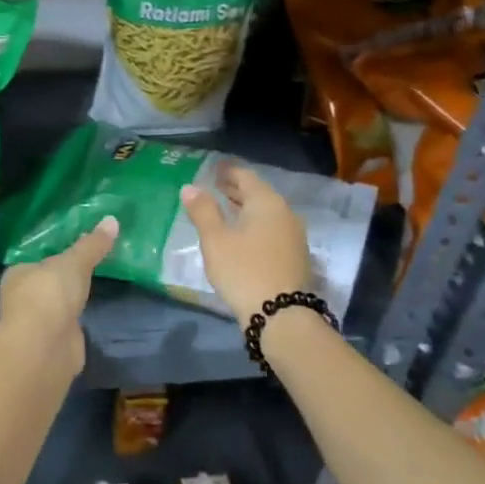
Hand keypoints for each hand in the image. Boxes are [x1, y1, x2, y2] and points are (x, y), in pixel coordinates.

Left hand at [0, 217, 117, 371]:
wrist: (44, 346)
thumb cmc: (50, 294)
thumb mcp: (74, 263)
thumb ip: (92, 245)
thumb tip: (112, 219)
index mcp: (18, 274)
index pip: (37, 262)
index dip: (54, 258)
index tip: (75, 253)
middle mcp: (22, 299)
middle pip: (46, 285)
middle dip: (62, 282)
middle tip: (88, 270)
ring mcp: (35, 324)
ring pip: (55, 308)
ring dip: (68, 303)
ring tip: (91, 291)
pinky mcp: (50, 345)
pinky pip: (65, 327)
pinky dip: (74, 323)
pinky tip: (87, 317)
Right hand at [180, 163, 312, 325]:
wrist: (281, 315)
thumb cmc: (243, 270)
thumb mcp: (215, 240)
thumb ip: (203, 211)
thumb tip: (190, 187)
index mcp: (266, 202)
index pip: (246, 176)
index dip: (228, 171)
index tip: (214, 168)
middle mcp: (285, 213)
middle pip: (258, 194)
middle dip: (236, 189)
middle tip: (215, 185)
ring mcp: (293, 235)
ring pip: (266, 213)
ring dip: (245, 208)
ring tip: (225, 209)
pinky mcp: (295, 255)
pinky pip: (271, 229)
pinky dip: (254, 224)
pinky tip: (242, 235)